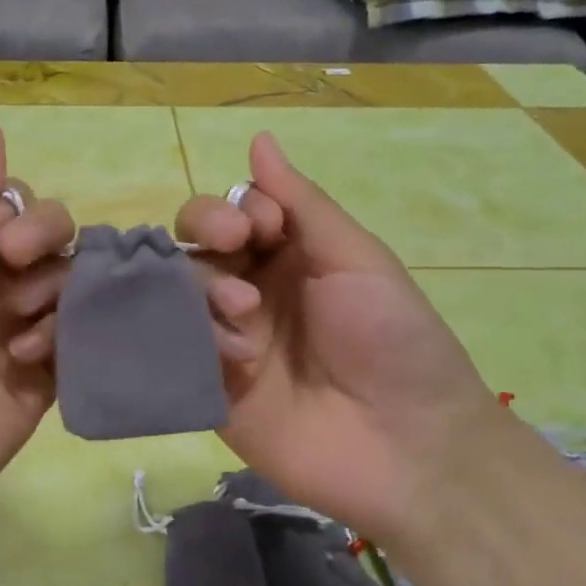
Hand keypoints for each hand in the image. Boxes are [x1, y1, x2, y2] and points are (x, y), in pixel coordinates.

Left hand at [0, 120, 73, 543]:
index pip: (23, 210)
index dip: (25, 215)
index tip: (0, 236)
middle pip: (58, 244)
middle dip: (45, 246)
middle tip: (16, 269)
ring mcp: (24, 336)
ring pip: (74, 289)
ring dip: (51, 297)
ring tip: (16, 332)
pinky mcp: (45, 383)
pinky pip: (81, 343)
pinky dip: (64, 340)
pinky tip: (30, 357)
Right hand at [176, 132, 505, 557]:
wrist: (407, 446)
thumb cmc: (393, 340)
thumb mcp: (356, 259)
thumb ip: (302, 203)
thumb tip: (258, 138)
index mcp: (289, 257)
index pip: (234, 212)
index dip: (235, 209)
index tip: (264, 226)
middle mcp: (250, 291)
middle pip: (195, 245)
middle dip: (206, 232)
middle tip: (235, 246)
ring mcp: (225, 340)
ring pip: (179, 291)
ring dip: (206, 289)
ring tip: (246, 314)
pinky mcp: (208, 386)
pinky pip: (177, 348)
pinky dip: (195, 340)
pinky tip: (233, 355)